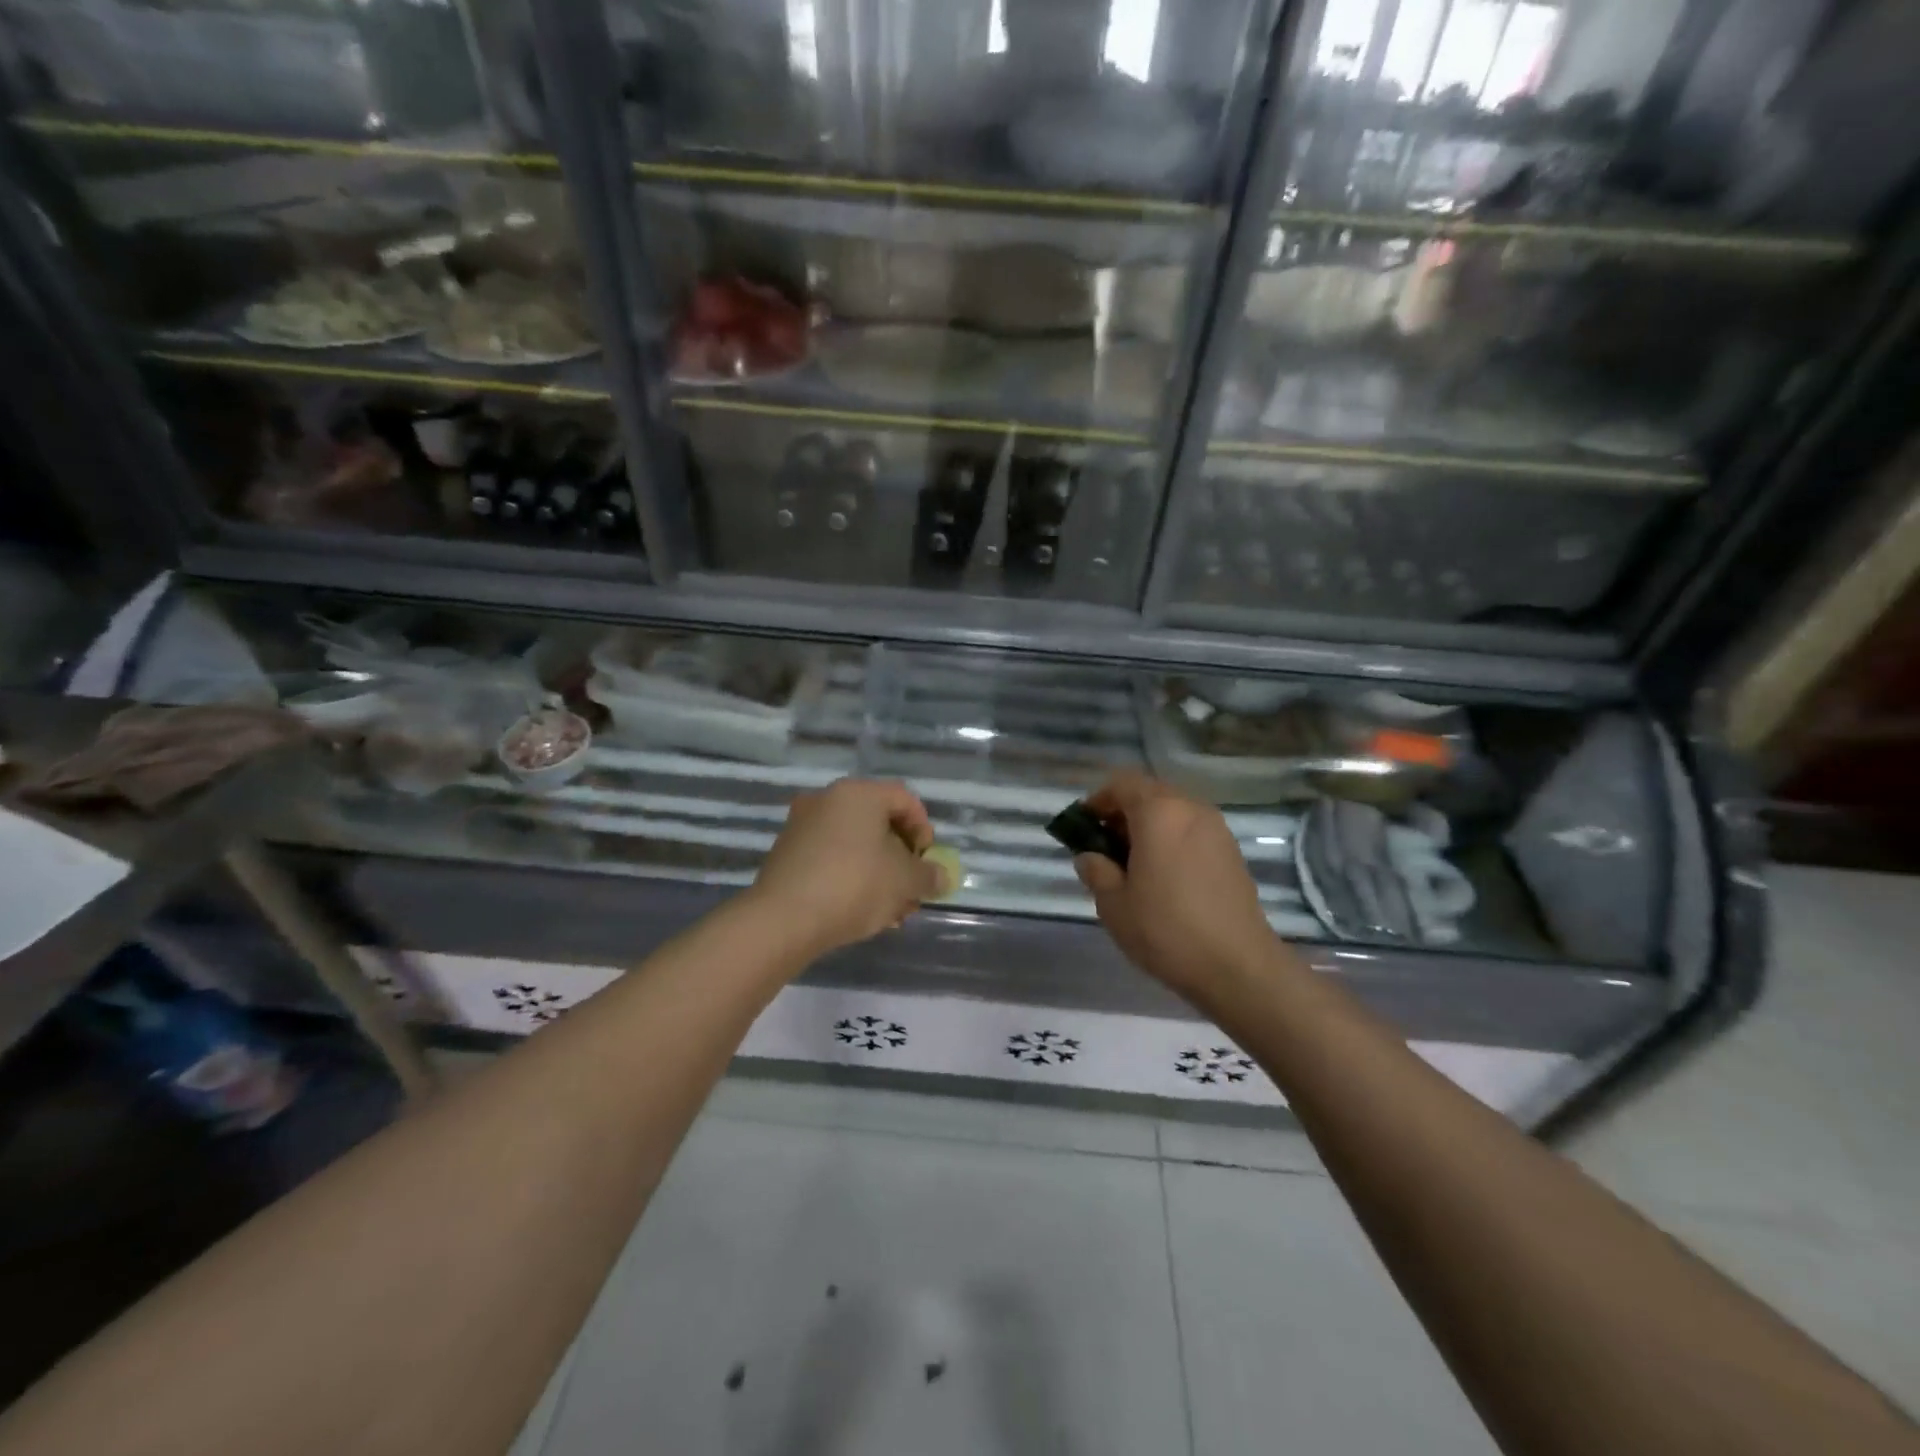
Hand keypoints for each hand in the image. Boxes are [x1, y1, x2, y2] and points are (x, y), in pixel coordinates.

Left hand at [748, 778, 945, 958]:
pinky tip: (860, 911)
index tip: (927, 863)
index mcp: (859, 793)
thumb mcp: (905, 882)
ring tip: (890, 911)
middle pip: (878, 823)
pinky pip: (831, 858)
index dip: (924, 830)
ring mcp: (802, 825)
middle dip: (901, 859)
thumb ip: (929, 876)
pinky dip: (851, 877)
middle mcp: (828, 799)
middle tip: (911, 890)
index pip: (904, 799)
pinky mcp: (786, 853)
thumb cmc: (854, 886)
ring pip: (855, 844)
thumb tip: (941, 876)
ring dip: (879, 873)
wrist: (783, 919)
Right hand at [1073, 770, 1277, 1000]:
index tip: (1084, 828)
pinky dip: (1172, 841)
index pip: (1122, 783)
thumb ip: (1096, 871)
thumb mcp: (1114, 904)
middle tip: (1106, 849)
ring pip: (1173, 812)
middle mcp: (1191, 809)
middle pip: (1149, 794)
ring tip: (1134, 866)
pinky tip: (1164, 878)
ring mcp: (1217, 829)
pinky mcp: (1232, 853)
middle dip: (1123, 814)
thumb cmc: (1166, 930)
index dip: (1098, 801)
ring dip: (1149, 828)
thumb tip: (1089, 857)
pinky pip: (1192, 831)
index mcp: (1159, 812)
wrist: (1238, 967)